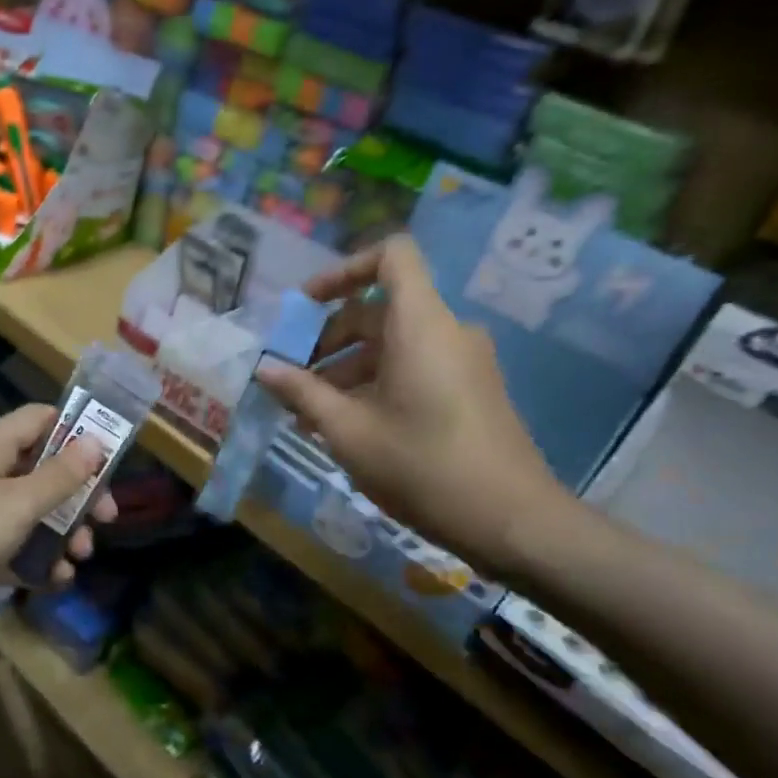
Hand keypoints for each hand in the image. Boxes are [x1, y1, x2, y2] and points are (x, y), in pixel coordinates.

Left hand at [0, 404, 115, 645]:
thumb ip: (60, 476)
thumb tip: (96, 441)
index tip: (110, 458)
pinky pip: (13, 549)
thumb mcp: (17, 503)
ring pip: (32, 512)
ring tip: (81, 557)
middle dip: (78, 494)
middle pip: (44, 469)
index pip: (41, 419)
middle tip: (107, 519)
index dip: (77, 431)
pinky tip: (55, 582)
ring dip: (62, 532)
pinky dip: (36, 562)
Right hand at [256, 235, 567, 579]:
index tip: (307, 305)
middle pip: (381, 308)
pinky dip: (377, 382)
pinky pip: (415, 366)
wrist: (512, 521)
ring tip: (310, 412)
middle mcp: (447, 330)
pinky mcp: (471, 389)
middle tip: (293, 376)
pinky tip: (348, 426)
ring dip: (348, 367)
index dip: (345, 269)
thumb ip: (303, 392)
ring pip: (394, 343)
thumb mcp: (349, 431)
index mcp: (421, 324)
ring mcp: (463, 361)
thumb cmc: (423, 466)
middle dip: (330, 337)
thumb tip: (265, 369)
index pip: (391, 256)